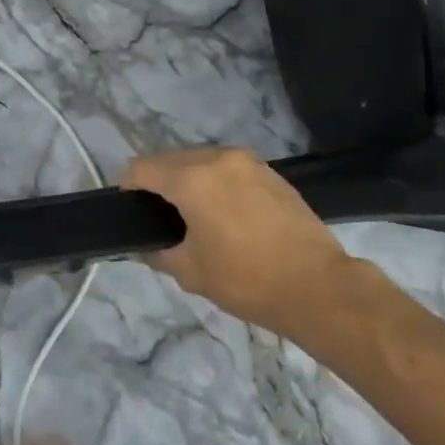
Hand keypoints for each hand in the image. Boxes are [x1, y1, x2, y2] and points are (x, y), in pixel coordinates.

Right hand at [123, 149, 358, 332]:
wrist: (316, 285)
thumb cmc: (247, 280)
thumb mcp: (191, 272)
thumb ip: (159, 252)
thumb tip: (148, 245)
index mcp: (192, 180)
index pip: (142, 168)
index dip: (128, 186)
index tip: (130, 208)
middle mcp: (217, 159)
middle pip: (170, 159)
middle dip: (158, 181)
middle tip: (160, 216)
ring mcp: (247, 161)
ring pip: (200, 159)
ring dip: (187, 178)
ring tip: (194, 214)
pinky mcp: (269, 171)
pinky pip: (227, 167)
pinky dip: (215, 181)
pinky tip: (225, 212)